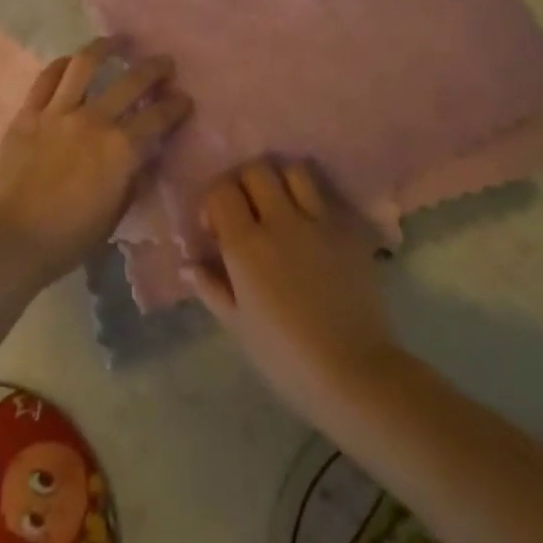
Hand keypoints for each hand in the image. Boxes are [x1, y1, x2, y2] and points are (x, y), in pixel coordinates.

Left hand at [0, 39, 192, 288]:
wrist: (9, 237)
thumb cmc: (67, 237)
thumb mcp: (115, 214)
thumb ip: (132, 178)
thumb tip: (143, 155)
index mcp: (121, 150)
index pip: (159, 118)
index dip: (176, 105)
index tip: (184, 98)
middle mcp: (94, 120)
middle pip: (131, 81)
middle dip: (155, 69)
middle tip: (165, 63)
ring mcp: (59, 111)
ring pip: (86, 64)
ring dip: (107, 47)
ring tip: (119, 41)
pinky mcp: (29, 112)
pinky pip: (47, 78)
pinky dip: (63, 64)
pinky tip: (72, 60)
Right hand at [186, 162, 395, 421]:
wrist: (354, 372)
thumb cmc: (286, 357)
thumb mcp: (238, 326)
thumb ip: (211, 288)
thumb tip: (188, 265)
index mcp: (246, 245)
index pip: (221, 190)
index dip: (213, 201)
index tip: (216, 228)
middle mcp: (280, 221)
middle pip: (256, 169)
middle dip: (244, 183)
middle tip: (247, 213)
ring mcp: (319, 221)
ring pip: (295, 171)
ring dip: (282, 182)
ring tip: (281, 208)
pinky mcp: (349, 230)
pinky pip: (327, 197)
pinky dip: (314, 202)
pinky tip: (312, 228)